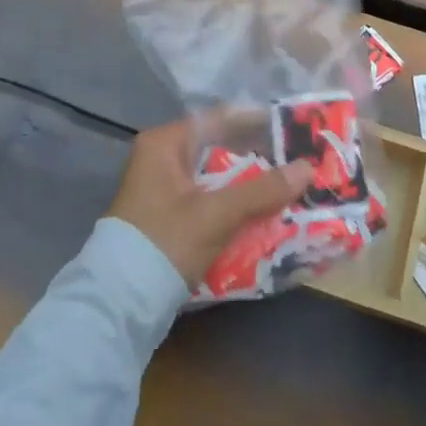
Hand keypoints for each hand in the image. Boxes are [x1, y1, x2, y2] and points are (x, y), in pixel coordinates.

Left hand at [109, 119, 314, 286]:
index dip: (258, 122)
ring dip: (248, 183)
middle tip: (296, 160)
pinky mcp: (166, 217)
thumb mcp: (216, 214)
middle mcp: (161, 158)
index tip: (293, 129)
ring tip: (288, 185)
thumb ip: (262, 190)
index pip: (220, 118)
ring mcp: (162, 189)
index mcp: (165, 143)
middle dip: (258, 157)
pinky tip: (263, 213)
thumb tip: (307, 169)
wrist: (118, 307)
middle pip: (219, 148)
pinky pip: (209, 199)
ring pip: (216, 176)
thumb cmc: (165, 242)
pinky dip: (233, 204)